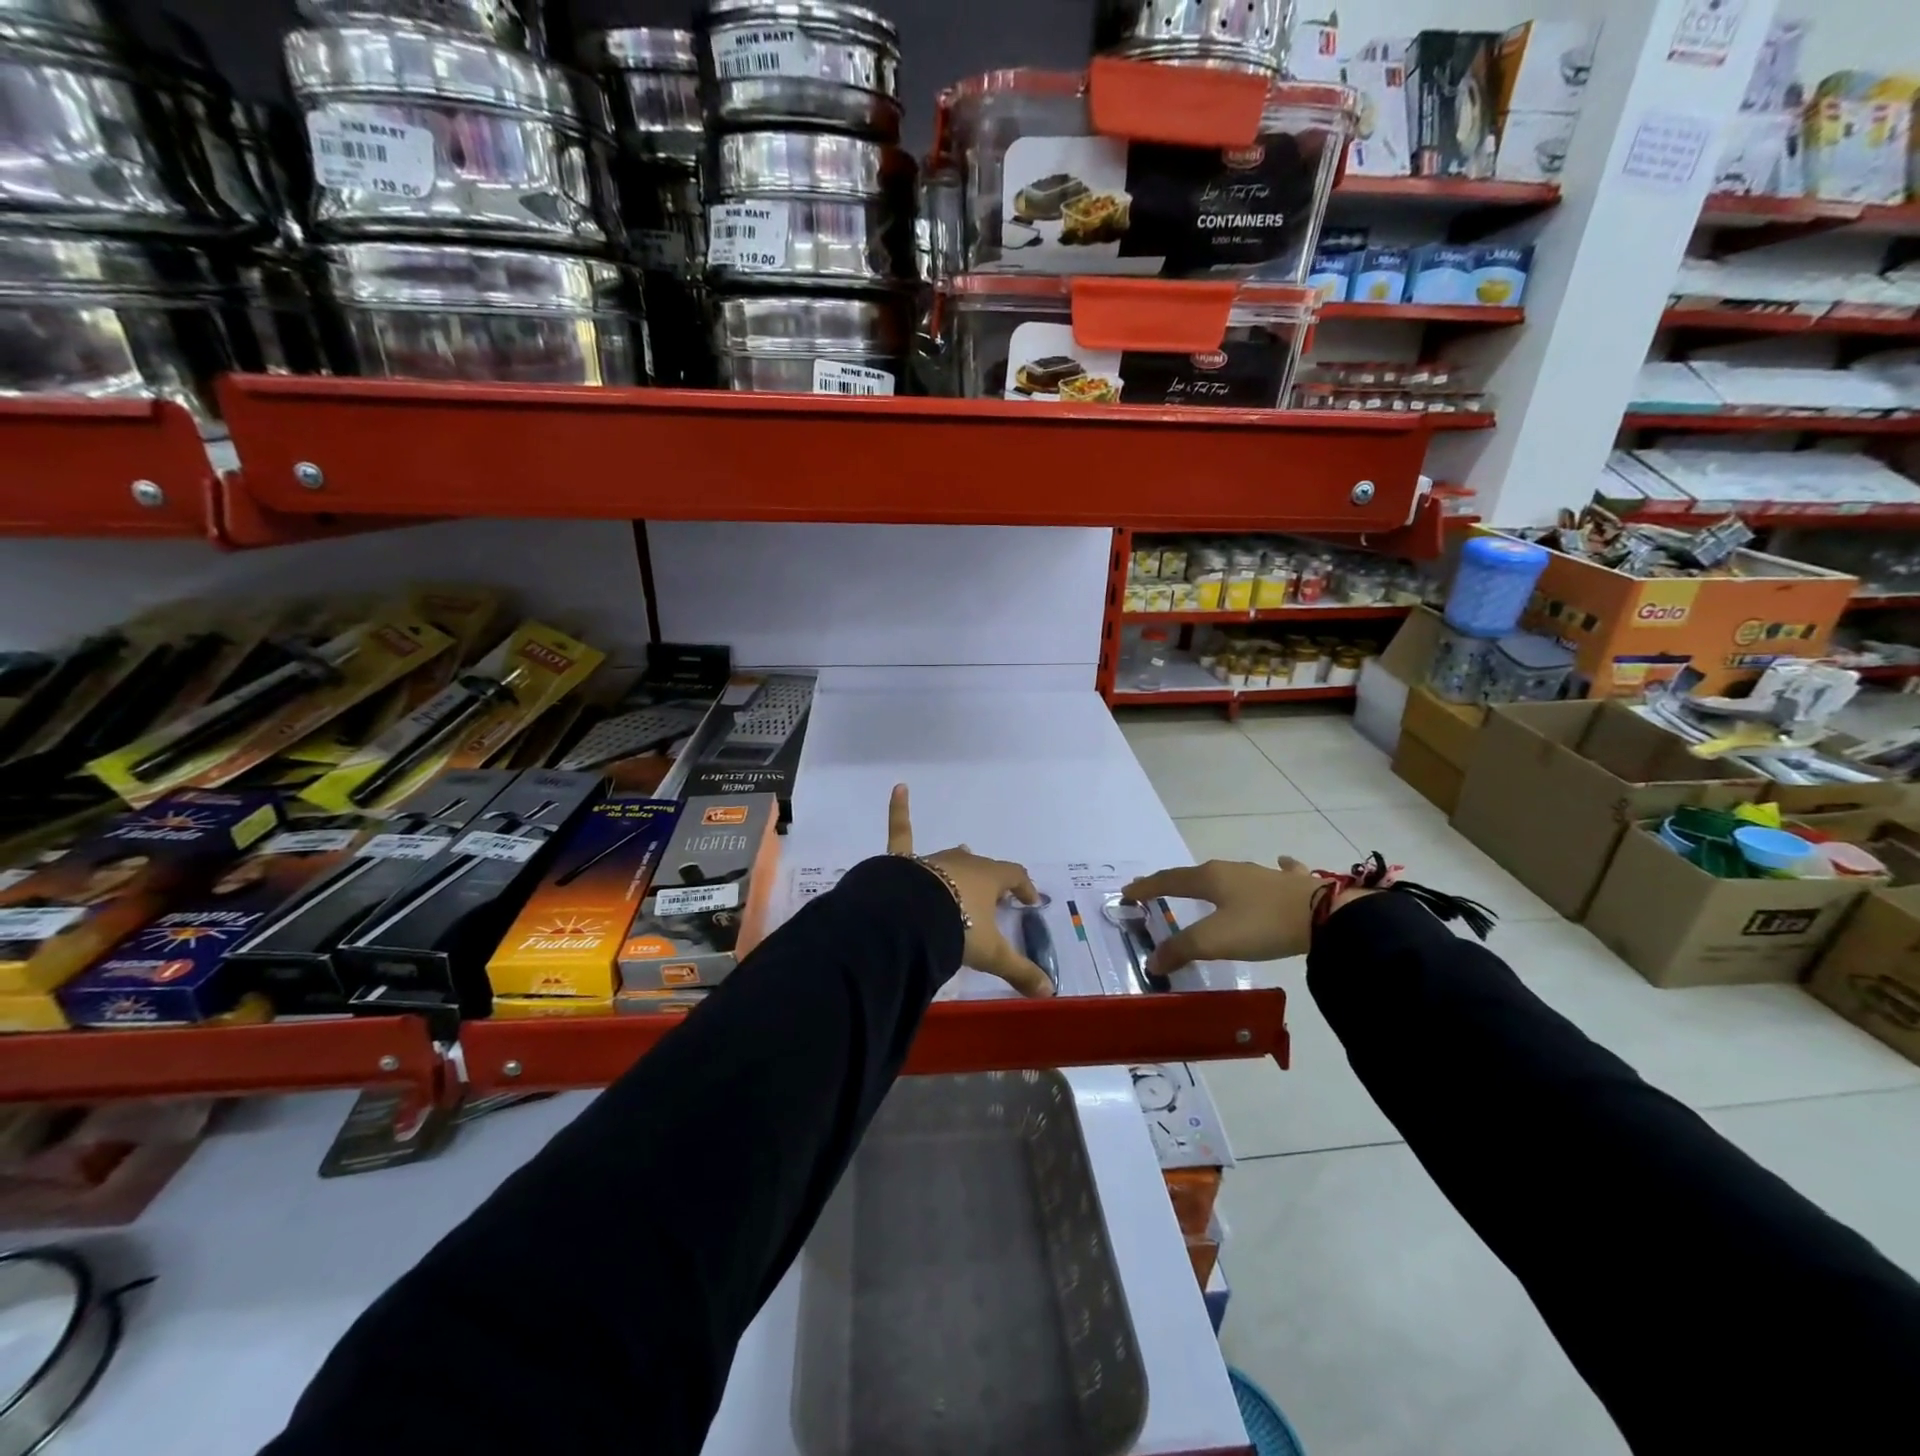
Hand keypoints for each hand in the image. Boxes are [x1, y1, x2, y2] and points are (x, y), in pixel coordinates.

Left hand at [887, 784, 1053, 997]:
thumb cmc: (957, 929)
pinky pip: (901, 832)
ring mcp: (933, 860)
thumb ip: (1020, 972)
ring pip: (951, 857)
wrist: (910, 919)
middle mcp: (964, 863)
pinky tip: (899, 788)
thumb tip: (1050, 993)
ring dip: (959, 863)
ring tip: (963, 857)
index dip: (1025, 887)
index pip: (1014, 876)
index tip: (1031, 902)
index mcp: (989, 879)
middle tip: (995, 895)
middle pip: (983, 867)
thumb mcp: (992, 954)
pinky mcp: (904, 861)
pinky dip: (899, 810)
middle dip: (990, 879)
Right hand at [1122, 858, 1374, 974]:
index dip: (1146, 888)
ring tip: (1202, 885)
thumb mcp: (1215, 941)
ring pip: (1229, 874)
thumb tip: (1152, 962)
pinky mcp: (1291, 883)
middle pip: (1195, 875)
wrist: (1325, 916)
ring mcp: (1263, 874)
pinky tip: (1281, 863)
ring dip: (1210, 880)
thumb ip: (1181, 949)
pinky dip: (1271, 870)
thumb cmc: (1262, 925)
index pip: (1168, 881)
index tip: (1126, 893)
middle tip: (1156, 890)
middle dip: (1173, 882)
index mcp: (1210, 879)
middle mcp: (1232, 870)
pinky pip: (1276, 872)